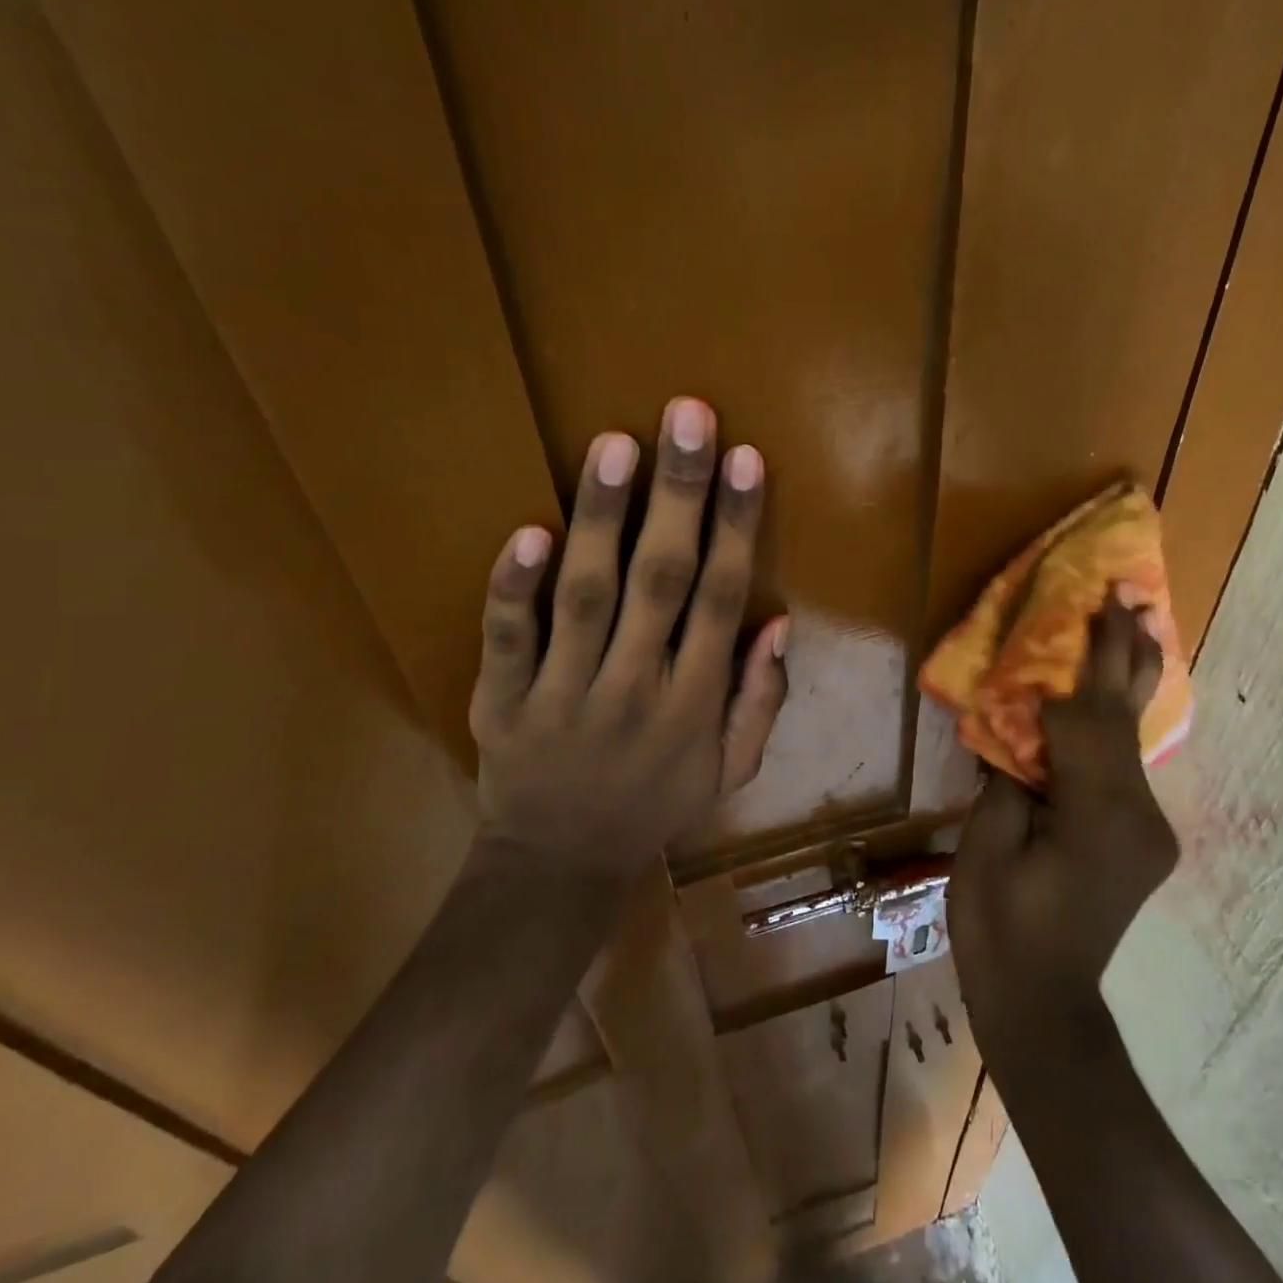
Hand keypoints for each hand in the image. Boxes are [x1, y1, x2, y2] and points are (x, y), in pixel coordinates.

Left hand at [466, 398, 789, 880]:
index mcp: (694, 703)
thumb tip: (780, 622)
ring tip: (615, 445)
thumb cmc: (655, 806)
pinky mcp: (502, 703)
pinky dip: (514, 588)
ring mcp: (563, 694)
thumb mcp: (732, 769)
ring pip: (586, 596)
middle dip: (678, 495)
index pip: (721, 600)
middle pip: (661, 581)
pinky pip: (507, 640)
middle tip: (687, 417)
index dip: (736, 526)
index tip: (745, 460)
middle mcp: (636, 689)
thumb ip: (761, 699)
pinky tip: (528, 531)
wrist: (559, 865)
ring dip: (602, 517)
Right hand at [948, 594, 1178, 1068]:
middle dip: (1127, 650)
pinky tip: (1112, 691)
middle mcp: (1139, 814)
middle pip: (1127, 717)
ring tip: (1135, 621)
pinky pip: (1127, 763)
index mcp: (1097, 815)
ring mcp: (1148, 827)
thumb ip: (1009, 778)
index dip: (1078, 664)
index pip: (1087, 720)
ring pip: (1134, 737)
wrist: (1044, 1006)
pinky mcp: (1142, 836)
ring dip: (1127, 679)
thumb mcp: (987, 846)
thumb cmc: (999, 928)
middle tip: (1131, 591)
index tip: (1083, 605)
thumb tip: (1019, 729)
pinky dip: (1115, 721)